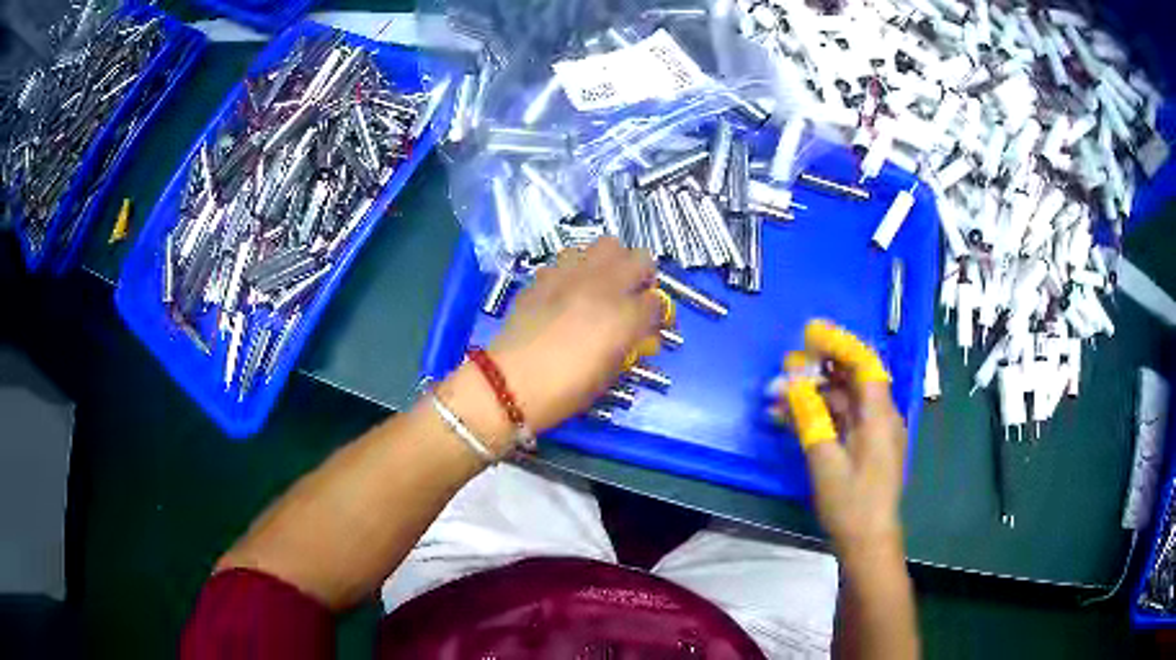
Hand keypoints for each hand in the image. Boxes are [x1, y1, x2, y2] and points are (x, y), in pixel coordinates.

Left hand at [488, 238, 664, 433]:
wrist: (509, 382)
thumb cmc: (565, 390)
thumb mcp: (608, 375)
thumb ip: (630, 347)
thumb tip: (643, 334)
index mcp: (624, 317)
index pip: (658, 301)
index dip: (658, 314)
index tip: (651, 324)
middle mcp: (604, 286)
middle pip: (641, 258)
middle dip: (643, 275)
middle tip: (632, 295)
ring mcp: (572, 275)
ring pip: (606, 245)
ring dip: (611, 262)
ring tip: (601, 283)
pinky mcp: (546, 275)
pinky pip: (571, 257)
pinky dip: (578, 267)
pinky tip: (569, 288)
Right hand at [775, 320, 907, 561]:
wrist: (868, 542)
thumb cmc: (850, 503)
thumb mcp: (825, 461)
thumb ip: (810, 418)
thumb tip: (792, 384)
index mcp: (879, 416)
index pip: (864, 364)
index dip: (839, 344)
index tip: (809, 334)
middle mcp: (882, 418)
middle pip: (855, 379)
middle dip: (820, 369)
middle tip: (787, 366)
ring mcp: (876, 433)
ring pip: (846, 401)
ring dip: (815, 395)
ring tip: (778, 397)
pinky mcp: (867, 448)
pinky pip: (845, 420)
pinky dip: (821, 415)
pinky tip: (792, 418)